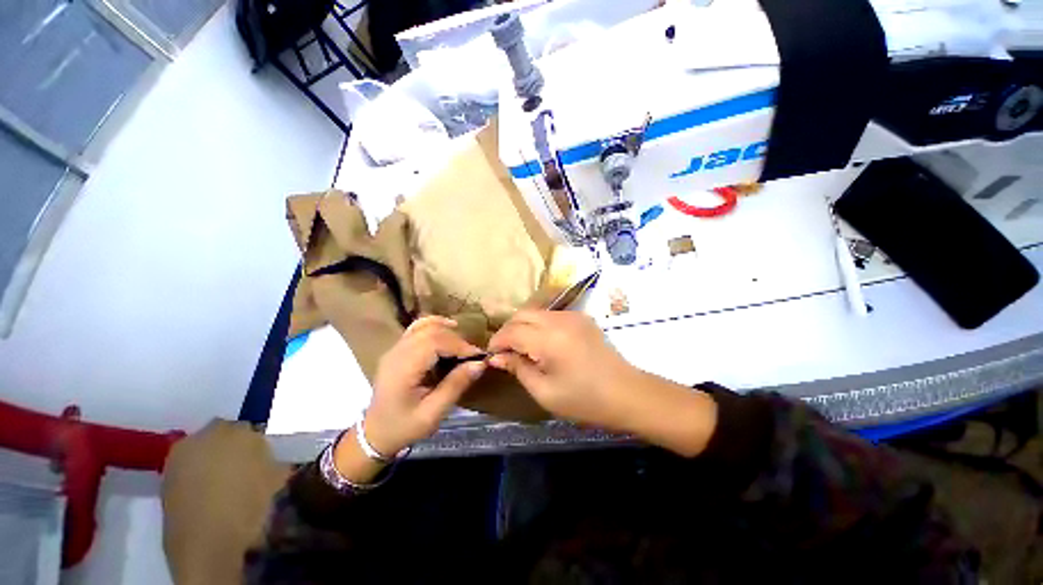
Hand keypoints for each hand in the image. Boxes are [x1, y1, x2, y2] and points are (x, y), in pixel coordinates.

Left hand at [364, 316, 486, 456]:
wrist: (375, 432)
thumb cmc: (404, 426)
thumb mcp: (433, 413)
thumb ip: (455, 385)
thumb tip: (480, 363)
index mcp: (403, 369)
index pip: (434, 342)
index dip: (459, 345)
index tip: (477, 357)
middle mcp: (397, 352)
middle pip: (431, 331)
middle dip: (456, 340)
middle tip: (470, 356)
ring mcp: (396, 348)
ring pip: (425, 325)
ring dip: (447, 331)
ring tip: (461, 345)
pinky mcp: (398, 348)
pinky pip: (418, 327)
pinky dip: (436, 325)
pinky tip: (448, 329)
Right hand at [487, 311, 641, 431]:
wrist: (627, 393)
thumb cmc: (585, 400)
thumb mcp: (545, 391)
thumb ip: (518, 368)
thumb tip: (497, 357)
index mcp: (550, 339)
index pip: (512, 331)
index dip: (497, 342)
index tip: (491, 355)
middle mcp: (560, 319)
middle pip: (522, 314)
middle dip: (508, 330)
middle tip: (505, 351)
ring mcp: (573, 315)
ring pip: (536, 312)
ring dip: (523, 326)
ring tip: (521, 347)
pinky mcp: (581, 317)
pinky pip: (551, 315)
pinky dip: (539, 325)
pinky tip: (541, 342)